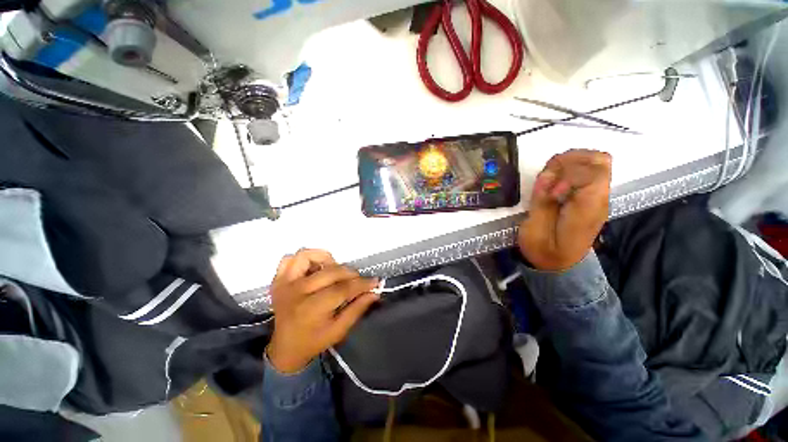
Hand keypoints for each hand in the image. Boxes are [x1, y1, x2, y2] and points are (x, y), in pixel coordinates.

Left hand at [266, 249, 379, 373]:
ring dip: (325, 259)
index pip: (342, 288)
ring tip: (334, 271)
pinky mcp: (278, 280)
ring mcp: (284, 283)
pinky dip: (304, 259)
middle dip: (350, 274)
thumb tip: (374, 292)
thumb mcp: (339, 330)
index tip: (375, 282)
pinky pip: (290, 259)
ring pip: (307, 256)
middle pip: (330, 272)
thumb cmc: (314, 341)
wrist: (285, 348)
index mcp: (311, 309)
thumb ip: (357, 309)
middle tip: (357, 280)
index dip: (361, 284)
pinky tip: (315, 269)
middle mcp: (296, 292)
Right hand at [518, 149, 611, 270]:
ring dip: (565, 165)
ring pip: (592, 162)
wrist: (555, 263)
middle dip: (569, 160)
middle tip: (549, 176)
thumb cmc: (545, 249)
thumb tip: (546, 176)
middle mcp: (595, 197)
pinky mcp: (582, 198)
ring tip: (548, 183)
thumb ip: (543, 200)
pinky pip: (581, 173)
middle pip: (598, 160)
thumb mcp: (539, 227)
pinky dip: (563, 172)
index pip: (594, 171)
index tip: (552, 192)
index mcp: (590, 206)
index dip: (569, 174)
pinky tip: (549, 186)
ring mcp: (591, 197)